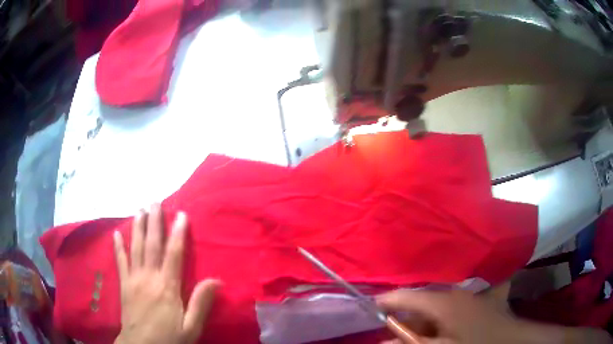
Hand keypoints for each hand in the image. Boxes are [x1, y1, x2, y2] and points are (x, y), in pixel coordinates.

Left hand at [113, 204, 219, 343]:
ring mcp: (133, 279)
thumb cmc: (169, 338)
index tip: (181, 214)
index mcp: (167, 288)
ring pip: (136, 248)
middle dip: (155, 221)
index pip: (173, 254)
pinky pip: (120, 261)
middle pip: (152, 245)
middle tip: (156, 201)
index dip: (178, 233)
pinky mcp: (124, 284)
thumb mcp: (191, 328)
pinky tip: (117, 232)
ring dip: (138, 227)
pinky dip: (118, 246)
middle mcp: (149, 278)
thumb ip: (201, 304)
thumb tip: (216, 280)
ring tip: (140, 209)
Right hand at [376, 289, 611, 343]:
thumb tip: (385, 340)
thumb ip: (411, 342)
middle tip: (392, 334)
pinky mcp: (475, 302)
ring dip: (420, 323)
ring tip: (415, 336)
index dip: (385, 302)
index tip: (368, 307)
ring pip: (433, 308)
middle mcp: (454, 293)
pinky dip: (437, 322)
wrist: (510, 340)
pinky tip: (435, 332)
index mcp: (443, 302)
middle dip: (403, 321)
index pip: (406, 296)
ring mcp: (466, 296)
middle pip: (419, 304)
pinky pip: (448, 309)